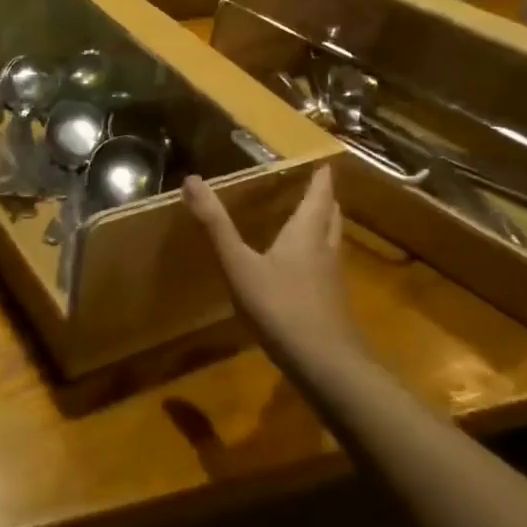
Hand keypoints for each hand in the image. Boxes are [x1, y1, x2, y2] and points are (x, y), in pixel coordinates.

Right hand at [182, 166, 364, 366]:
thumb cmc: (280, 307)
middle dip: (324, 200)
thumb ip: (216, 226)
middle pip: (331, 216)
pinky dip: (318, 255)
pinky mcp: (333, 303)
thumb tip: (192, 181)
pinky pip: (327, 268)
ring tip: (309, 221)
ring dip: (324, 227)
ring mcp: (333, 279)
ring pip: (332, 242)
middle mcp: (325, 249)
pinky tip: (303, 270)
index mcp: (306, 233)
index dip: (321, 178)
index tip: (324, 162)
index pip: (320, 194)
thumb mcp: (239, 265)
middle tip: (316, 188)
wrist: (325, 364)